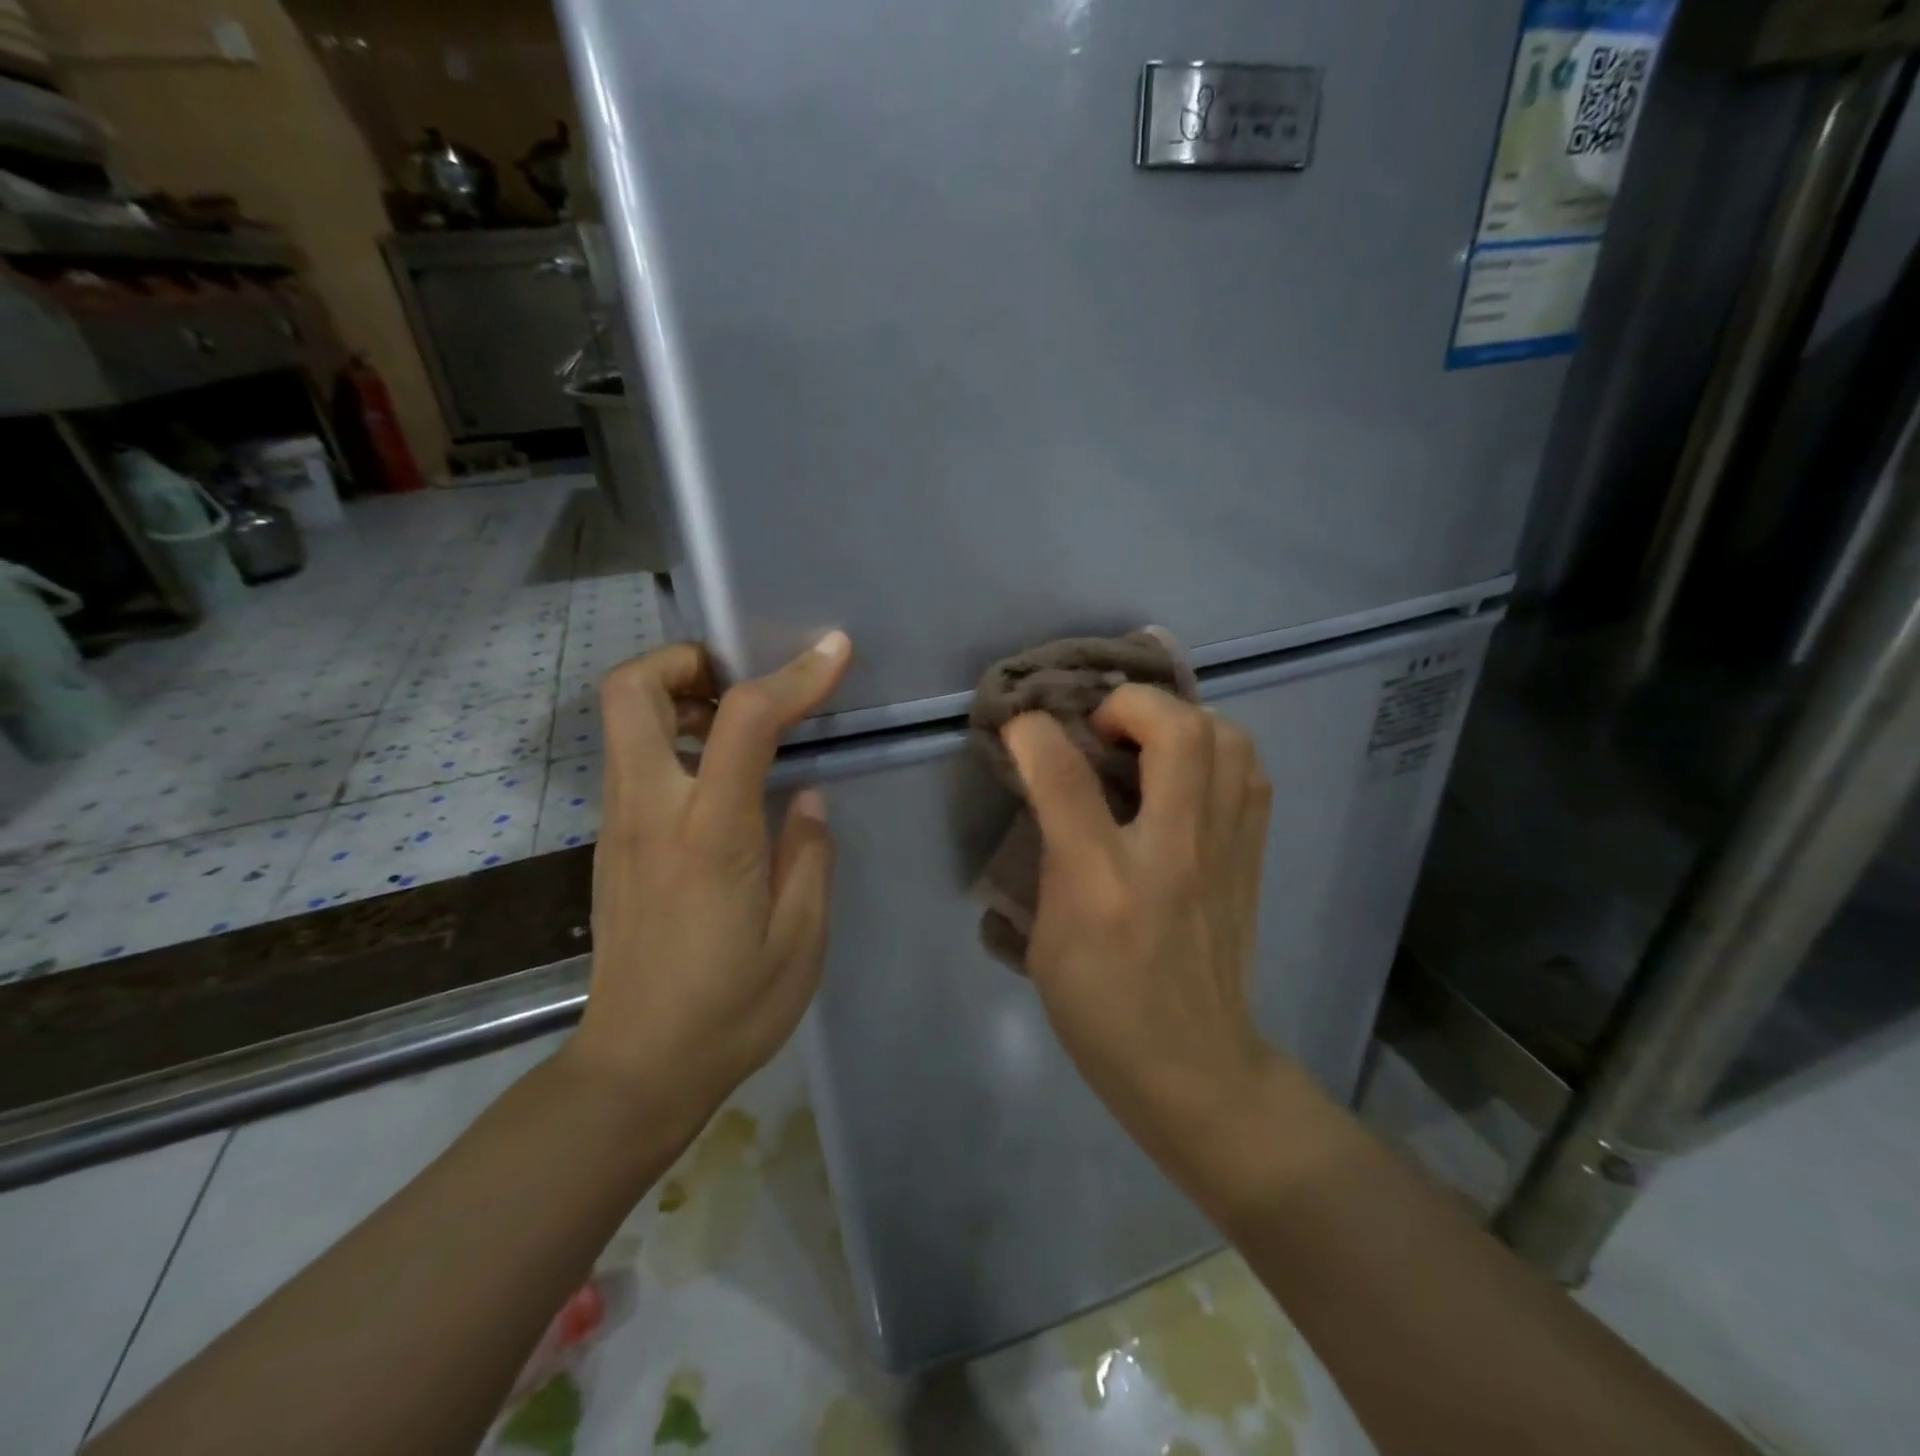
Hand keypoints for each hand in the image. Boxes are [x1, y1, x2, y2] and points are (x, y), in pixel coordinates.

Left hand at [565, 633, 852, 1138]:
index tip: (834, 652)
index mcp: (709, 834)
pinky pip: (631, 760)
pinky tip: (718, 777)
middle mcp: (650, 812)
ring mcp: (619, 826)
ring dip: (677, 696)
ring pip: (622, 721)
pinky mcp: (611, 845)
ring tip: (738, 724)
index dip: (793, 675)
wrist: (636, 1069)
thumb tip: (805, 796)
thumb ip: (809, 854)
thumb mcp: (801, 939)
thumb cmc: (731, 1009)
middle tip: (742, 680)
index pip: (744, 721)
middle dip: (686, 661)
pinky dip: (671, 737)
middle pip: (630, 690)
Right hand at [1003, 687, 1276, 1162]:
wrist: (1196, 1069)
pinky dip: (1218, 751)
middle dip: (1130, 703)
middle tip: (1101, 728)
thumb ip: (1049, 857)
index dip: (1034, 733)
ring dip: (1182, 720)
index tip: (1020, 724)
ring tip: (1148, 742)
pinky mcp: (1253, 858)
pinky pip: (1251, 774)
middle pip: (1176, 731)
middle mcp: (1172, 853)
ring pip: (1228, 739)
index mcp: (1103, 883)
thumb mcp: (1046, 940)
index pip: (1066, 777)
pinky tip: (1188, 774)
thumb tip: (1052, 790)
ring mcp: (1225, 852)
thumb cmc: (1102, 1011)